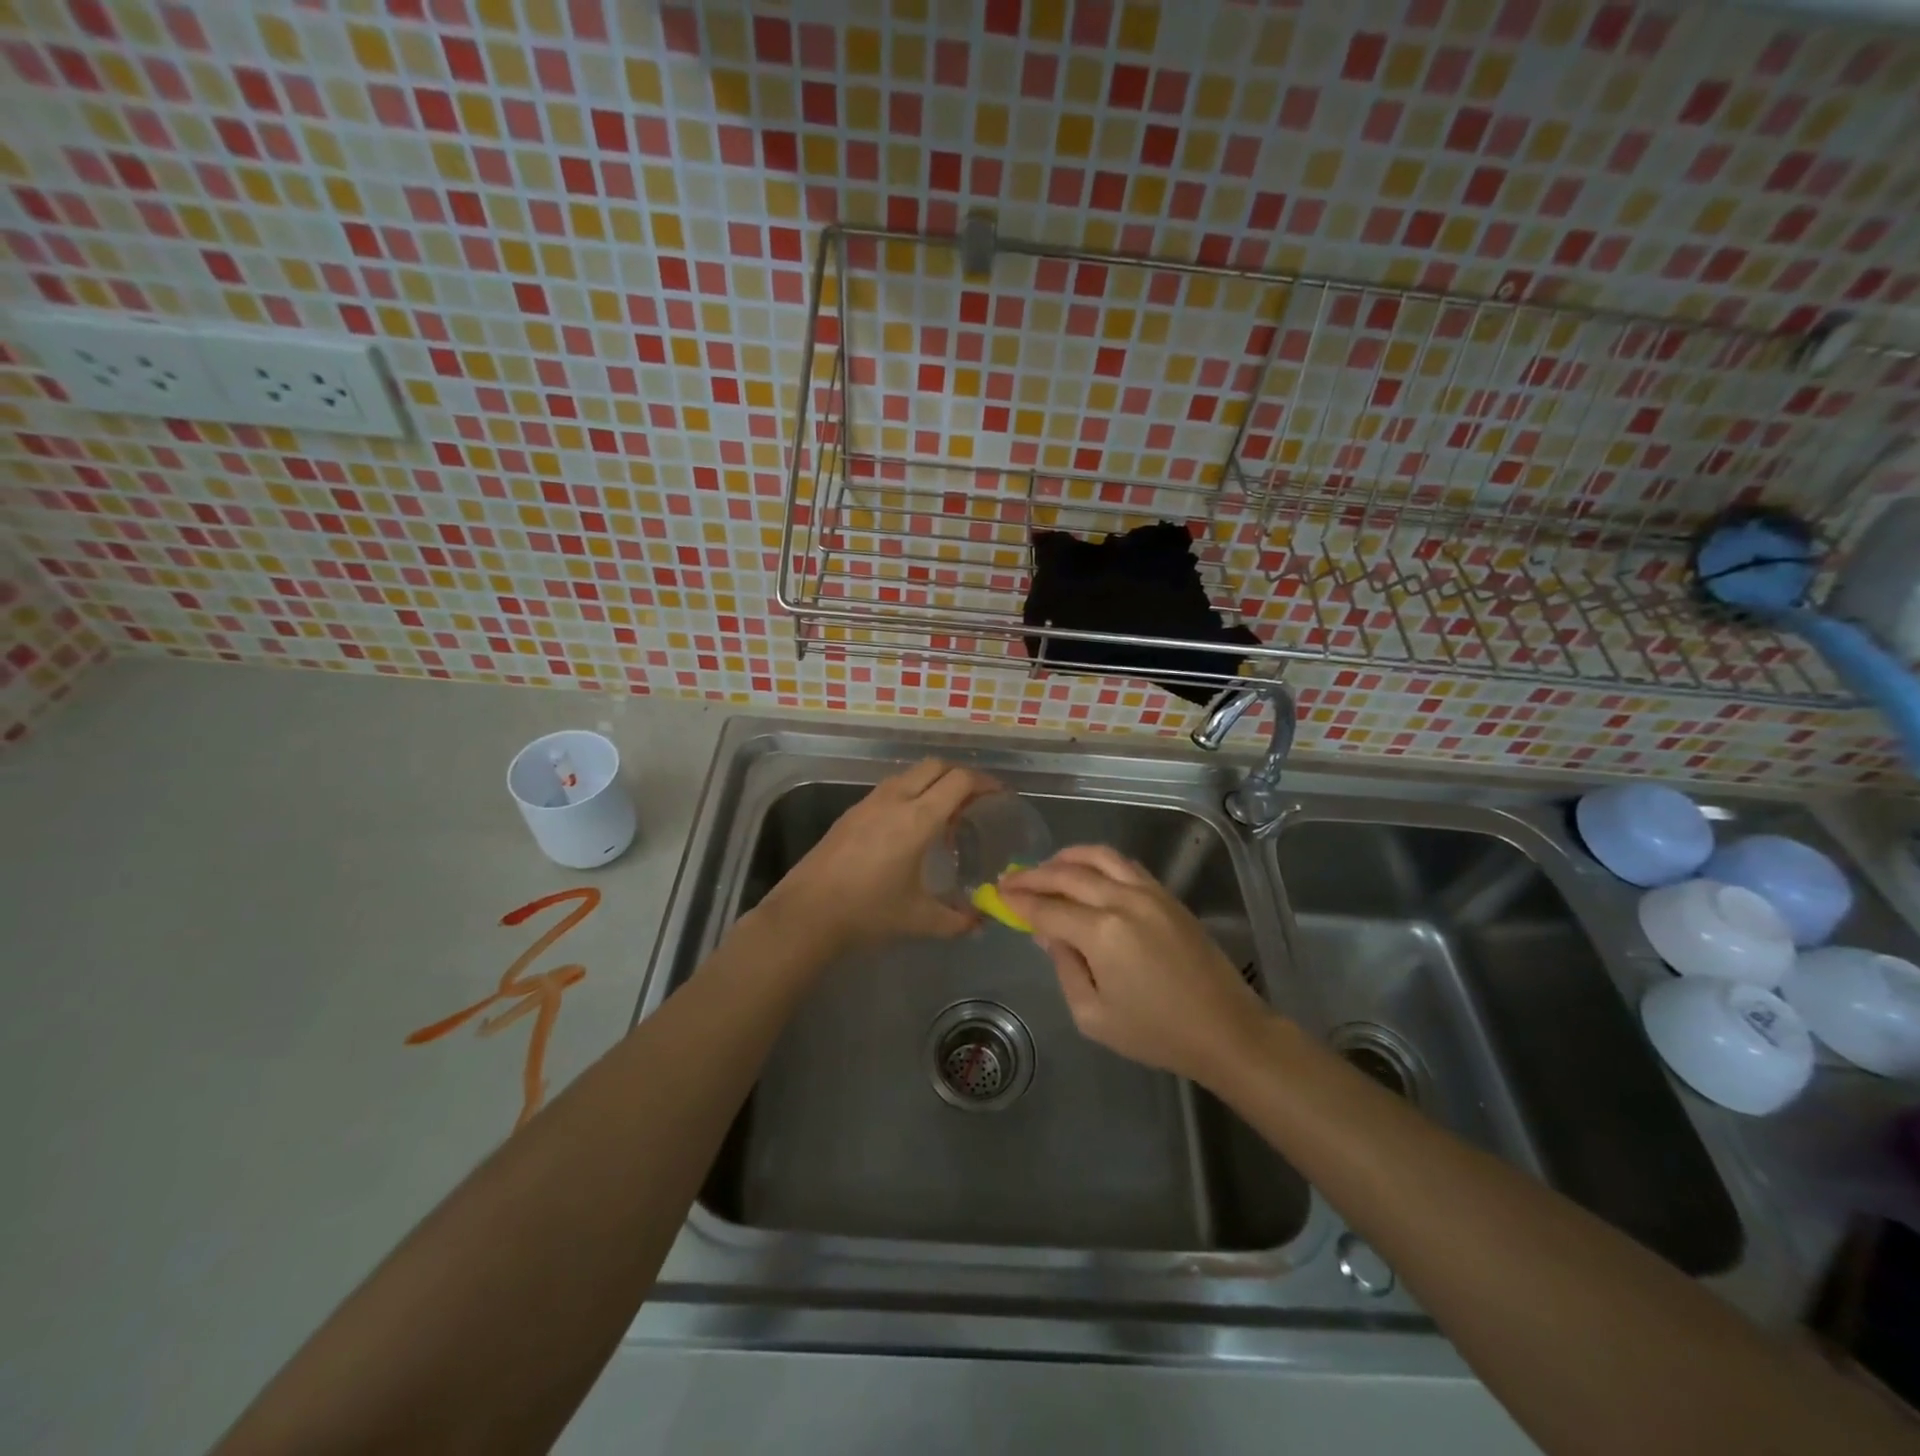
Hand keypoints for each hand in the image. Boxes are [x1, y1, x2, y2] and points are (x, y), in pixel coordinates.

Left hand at [762, 759, 994, 953]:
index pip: (960, 781)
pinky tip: (909, 827)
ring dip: (933, 783)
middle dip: (961, 776)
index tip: (999, 795)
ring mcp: (870, 801)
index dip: (985, 782)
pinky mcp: (852, 811)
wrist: (808, 912)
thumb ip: (957, 920)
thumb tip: (981, 922)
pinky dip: (910, 793)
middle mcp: (896, 800)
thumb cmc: (868, 912)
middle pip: (937, 766)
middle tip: (975, 802)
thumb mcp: (919, 920)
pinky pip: (891, 788)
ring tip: (943, 815)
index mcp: (918, 819)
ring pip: (910, 774)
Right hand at [998, 845, 1272, 1085]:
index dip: (1019, 901)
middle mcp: (1123, 901)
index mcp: (1102, 933)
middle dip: (1034, 875)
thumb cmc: (1156, 1033)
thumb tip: (1047, 934)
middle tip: (1011, 879)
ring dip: (1066, 858)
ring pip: (1099, 857)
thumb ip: (1064, 968)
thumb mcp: (1094, 1015)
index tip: (998, 895)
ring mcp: (1149, 892)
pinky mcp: (1167, 895)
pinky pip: (1124, 864)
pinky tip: (1086, 872)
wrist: (1226, 1030)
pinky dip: (1097, 861)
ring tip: (1045, 867)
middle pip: (1067, 875)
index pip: (1048, 908)